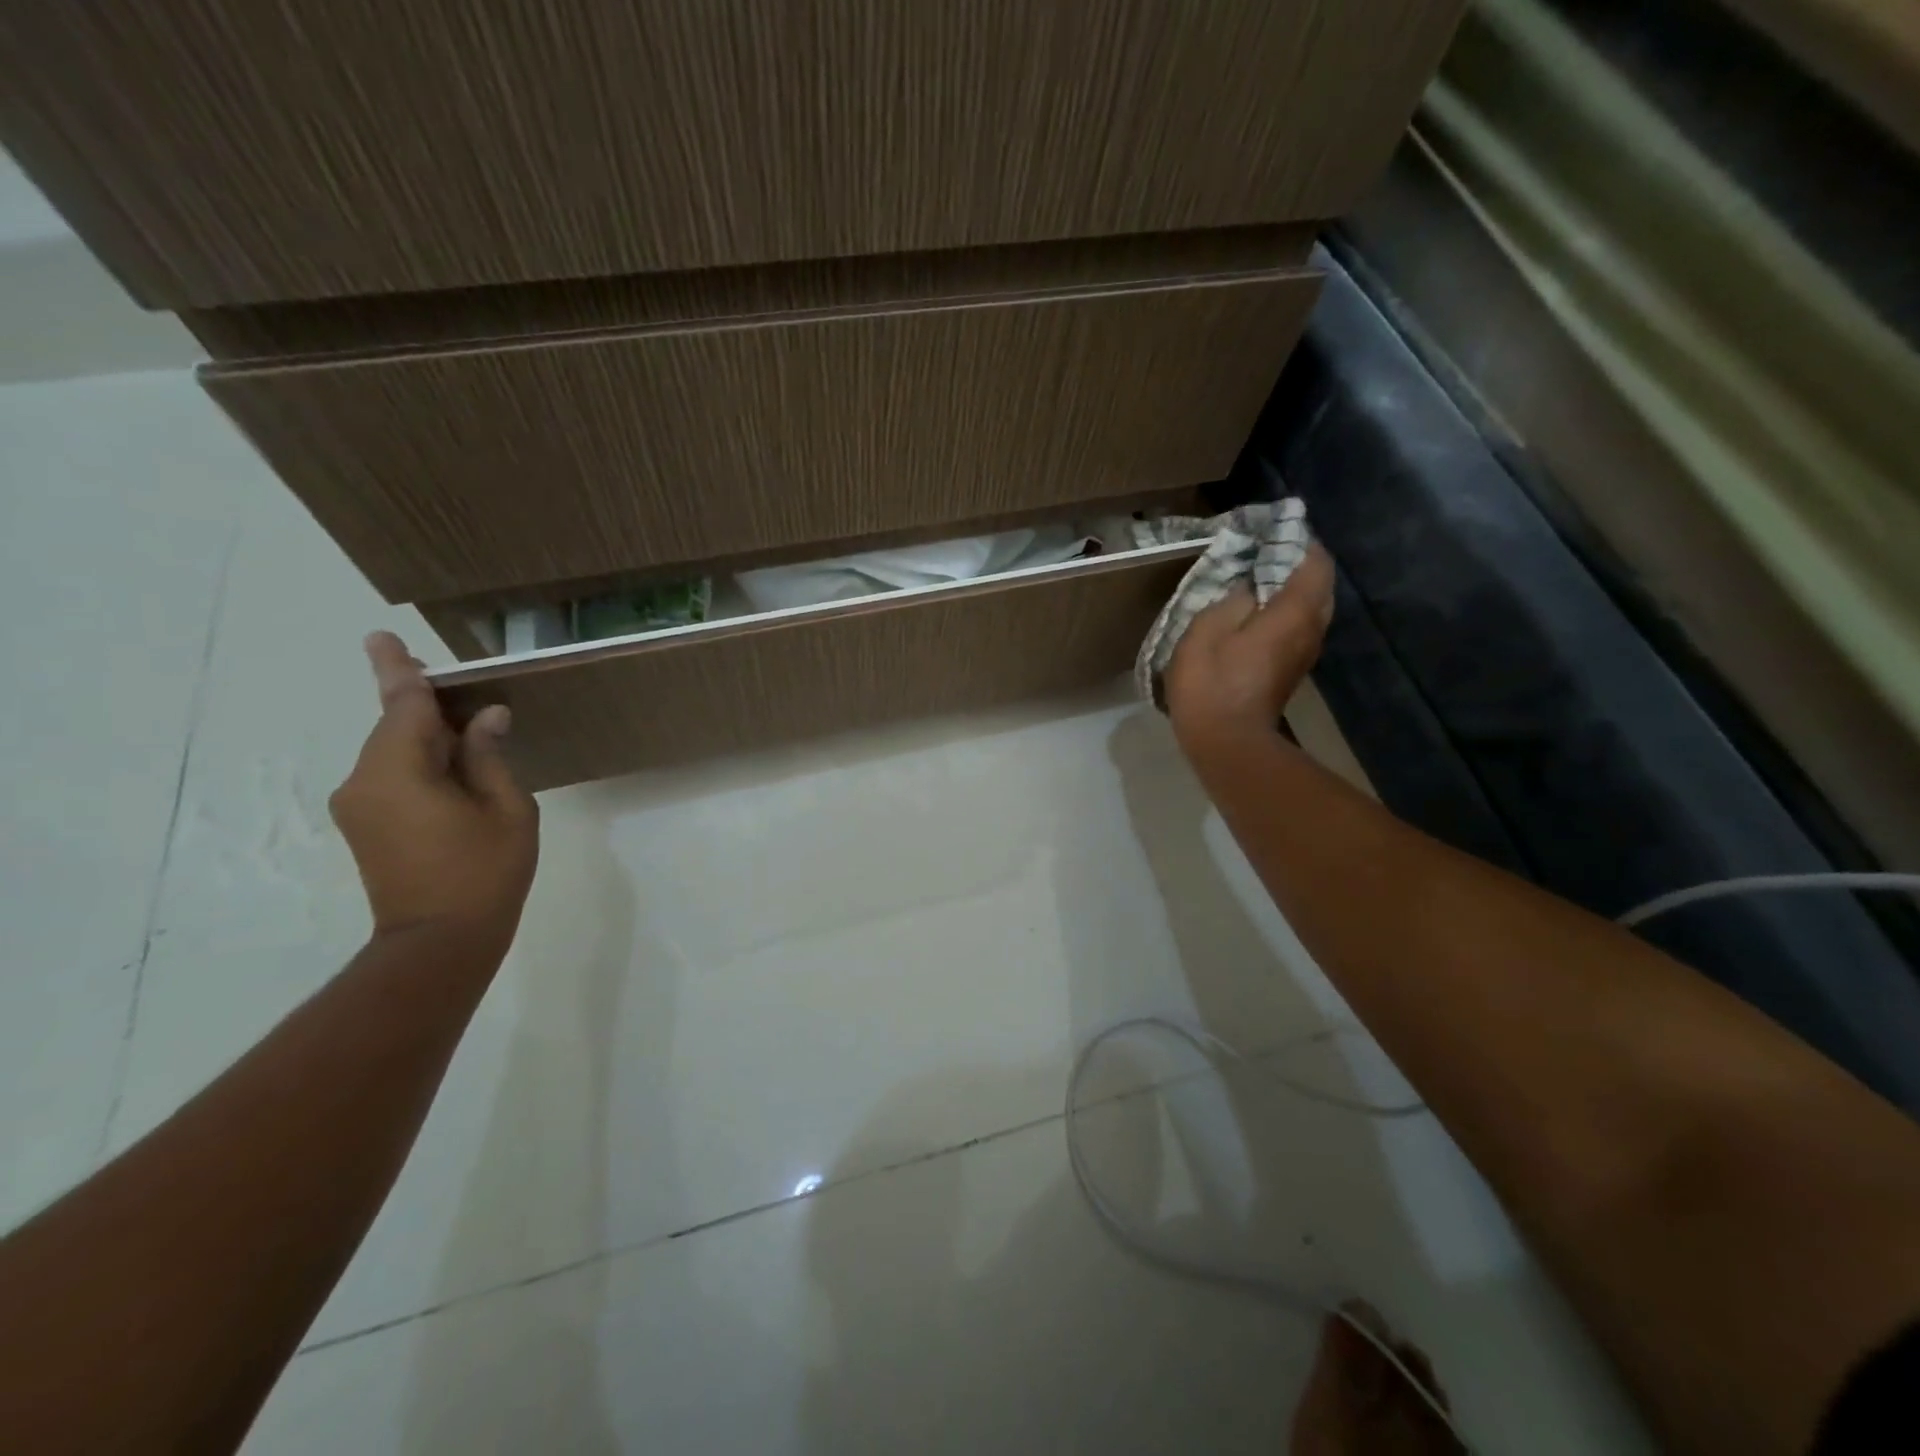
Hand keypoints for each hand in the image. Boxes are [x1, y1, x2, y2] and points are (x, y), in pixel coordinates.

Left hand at [330, 632, 538, 951]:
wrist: (439, 943)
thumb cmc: (485, 873)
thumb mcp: (508, 809)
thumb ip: (490, 757)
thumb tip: (485, 717)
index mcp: (399, 771)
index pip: (402, 706)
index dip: (399, 671)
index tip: (381, 637)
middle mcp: (365, 781)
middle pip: (396, 726)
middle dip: (426, 706)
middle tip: (464, 692)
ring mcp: (360, 805)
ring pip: (395, 751)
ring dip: (428, 737)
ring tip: (473, 737)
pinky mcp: (365, 825)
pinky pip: (392, 775)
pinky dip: (421, 762)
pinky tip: (455, 768)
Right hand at [1163, 540, 1334, 753]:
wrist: (1227, 742)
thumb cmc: (1212, 683)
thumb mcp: (1207, 629)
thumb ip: (1231, 596)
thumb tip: (1247, 586)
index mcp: (1295, 611)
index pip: (1315, 561)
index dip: (1298, 540)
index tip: (1271, 530)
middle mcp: (1311, 628)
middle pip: (1318, 583)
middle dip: (1295, 563)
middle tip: (1260, 552)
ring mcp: (1305, 651)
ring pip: (1310, 606)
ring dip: (1288, 588)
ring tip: (1254, 578)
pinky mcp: (1292, 668)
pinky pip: (1298, 626)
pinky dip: (1283, 610)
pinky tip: (1253, 611)